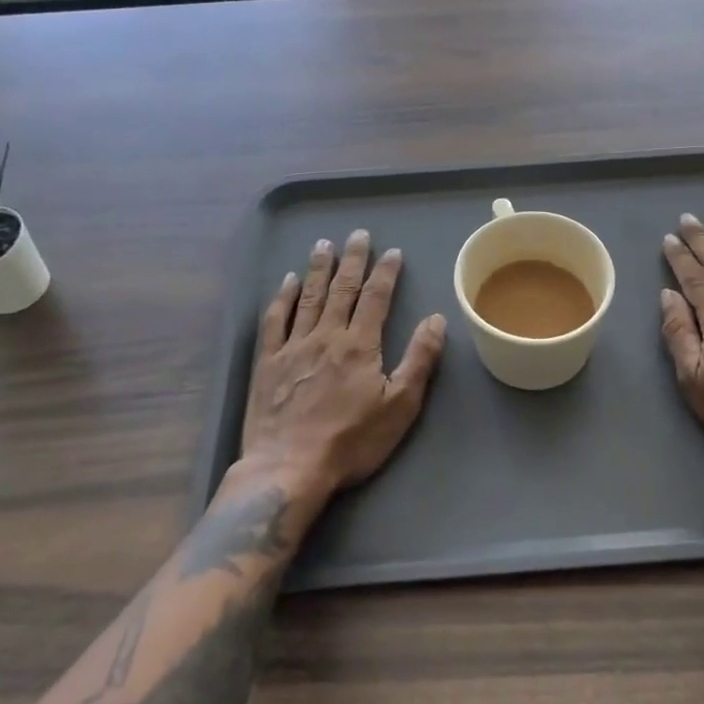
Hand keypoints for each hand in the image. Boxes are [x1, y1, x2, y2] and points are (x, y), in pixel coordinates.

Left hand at [236, 229, 446, 502]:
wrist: (288, 468)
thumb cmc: (351, 441)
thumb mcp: (400, 406)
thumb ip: (419, 359)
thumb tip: (436, 319)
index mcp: (360, 345)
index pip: (376, 298)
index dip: (386, 273)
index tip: (392, 252)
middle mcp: (326, 335)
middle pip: (342, 289)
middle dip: (352, 260)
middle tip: (358, 234)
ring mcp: (293, 347)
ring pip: (308, 297)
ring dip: (318, 269)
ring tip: (324, 244)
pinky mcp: (267, 362)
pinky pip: (275, 320)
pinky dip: (282, 298)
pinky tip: (287, 282)